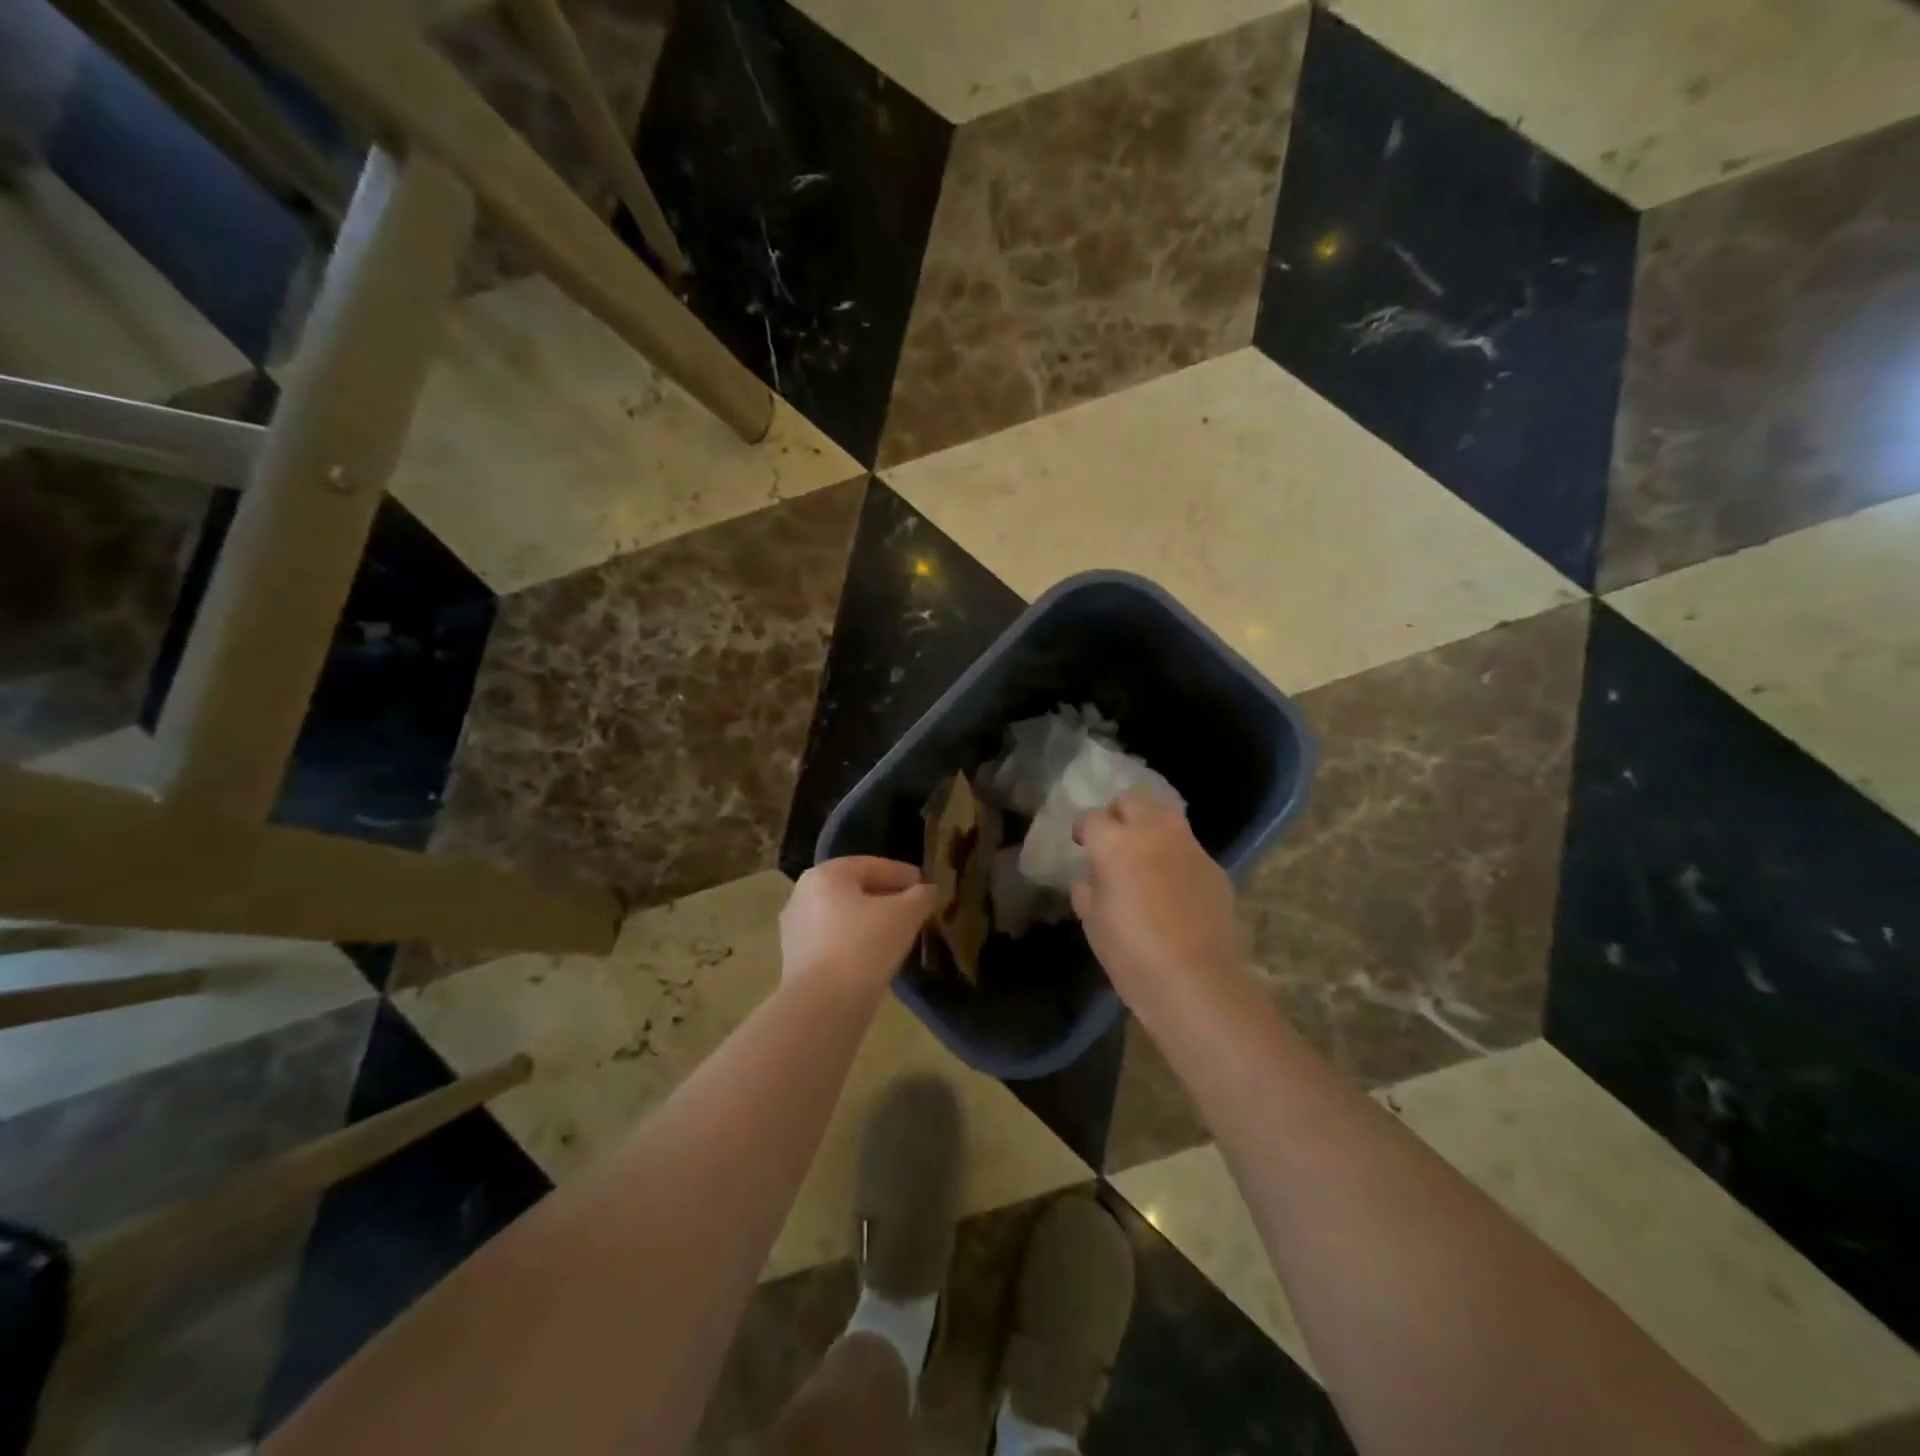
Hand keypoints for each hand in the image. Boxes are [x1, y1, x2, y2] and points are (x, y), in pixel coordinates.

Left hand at [781, 857, 937, 992]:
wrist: (823, 1006)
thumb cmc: (864, 946)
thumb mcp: (905, 915)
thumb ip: (920, 897)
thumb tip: (927, 891)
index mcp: (825, 875)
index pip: (870, 865)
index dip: (901, 873)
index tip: (924, 884)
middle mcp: (802, 895)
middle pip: (854, 890)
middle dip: (885, 897)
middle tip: (913, 907)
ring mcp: (795, 930)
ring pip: (842, 917)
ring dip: (869, 921)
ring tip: (897, 933)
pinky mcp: (795, 961)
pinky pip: (833, 941)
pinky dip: (855, 942)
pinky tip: (876, 956)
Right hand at [1072, 794, 1238, 1002]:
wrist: (1193, 980)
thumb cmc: (1130, 952)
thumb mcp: (1092, 921)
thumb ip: (1087, 889)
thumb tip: (1091, 878)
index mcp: (1115, 843)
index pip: (1092, 818)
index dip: (1084, 830)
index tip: (1081, 844)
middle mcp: (1153, 832)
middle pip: (1132, 800)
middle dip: (1118, 813)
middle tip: (1113, 840)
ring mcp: (1189, 847)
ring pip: (1166, 816)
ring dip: (1150, 828)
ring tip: (1144, 858)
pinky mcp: (1214, 867)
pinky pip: (1188, 849)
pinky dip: (1175, 856)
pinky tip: (1173, 887)